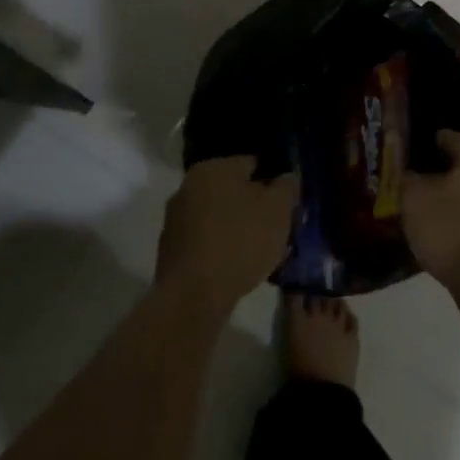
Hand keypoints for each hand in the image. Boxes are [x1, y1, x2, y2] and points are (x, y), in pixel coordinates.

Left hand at [156, 157, 297, 319]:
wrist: (192, 296)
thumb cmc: (240, 242)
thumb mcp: (278, 210)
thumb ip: (287, 187)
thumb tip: (286, 178)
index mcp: (213, 167)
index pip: (253, 164)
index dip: (275, 182)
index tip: (288, 204)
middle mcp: (189, 186)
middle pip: (234, 191)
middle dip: (256, 207)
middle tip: (277, 229)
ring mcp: (176, 219)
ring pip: (220, 217)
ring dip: (239, 229)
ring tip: (261, 252)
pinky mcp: (171, 250)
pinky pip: (207, 241)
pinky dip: (223, 248)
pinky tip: (238, 267)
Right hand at [402, 131, 459, 292]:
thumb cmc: (449, 227)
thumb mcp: (415, 199)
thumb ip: (409, 180)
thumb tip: (410, 174)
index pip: (455, 138)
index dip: (436, 138)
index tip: (419, 144)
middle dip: (441, 170)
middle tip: (415, 177)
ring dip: (450, 196)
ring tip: (424, 206)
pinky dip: (457, 218)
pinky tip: (440, 231)